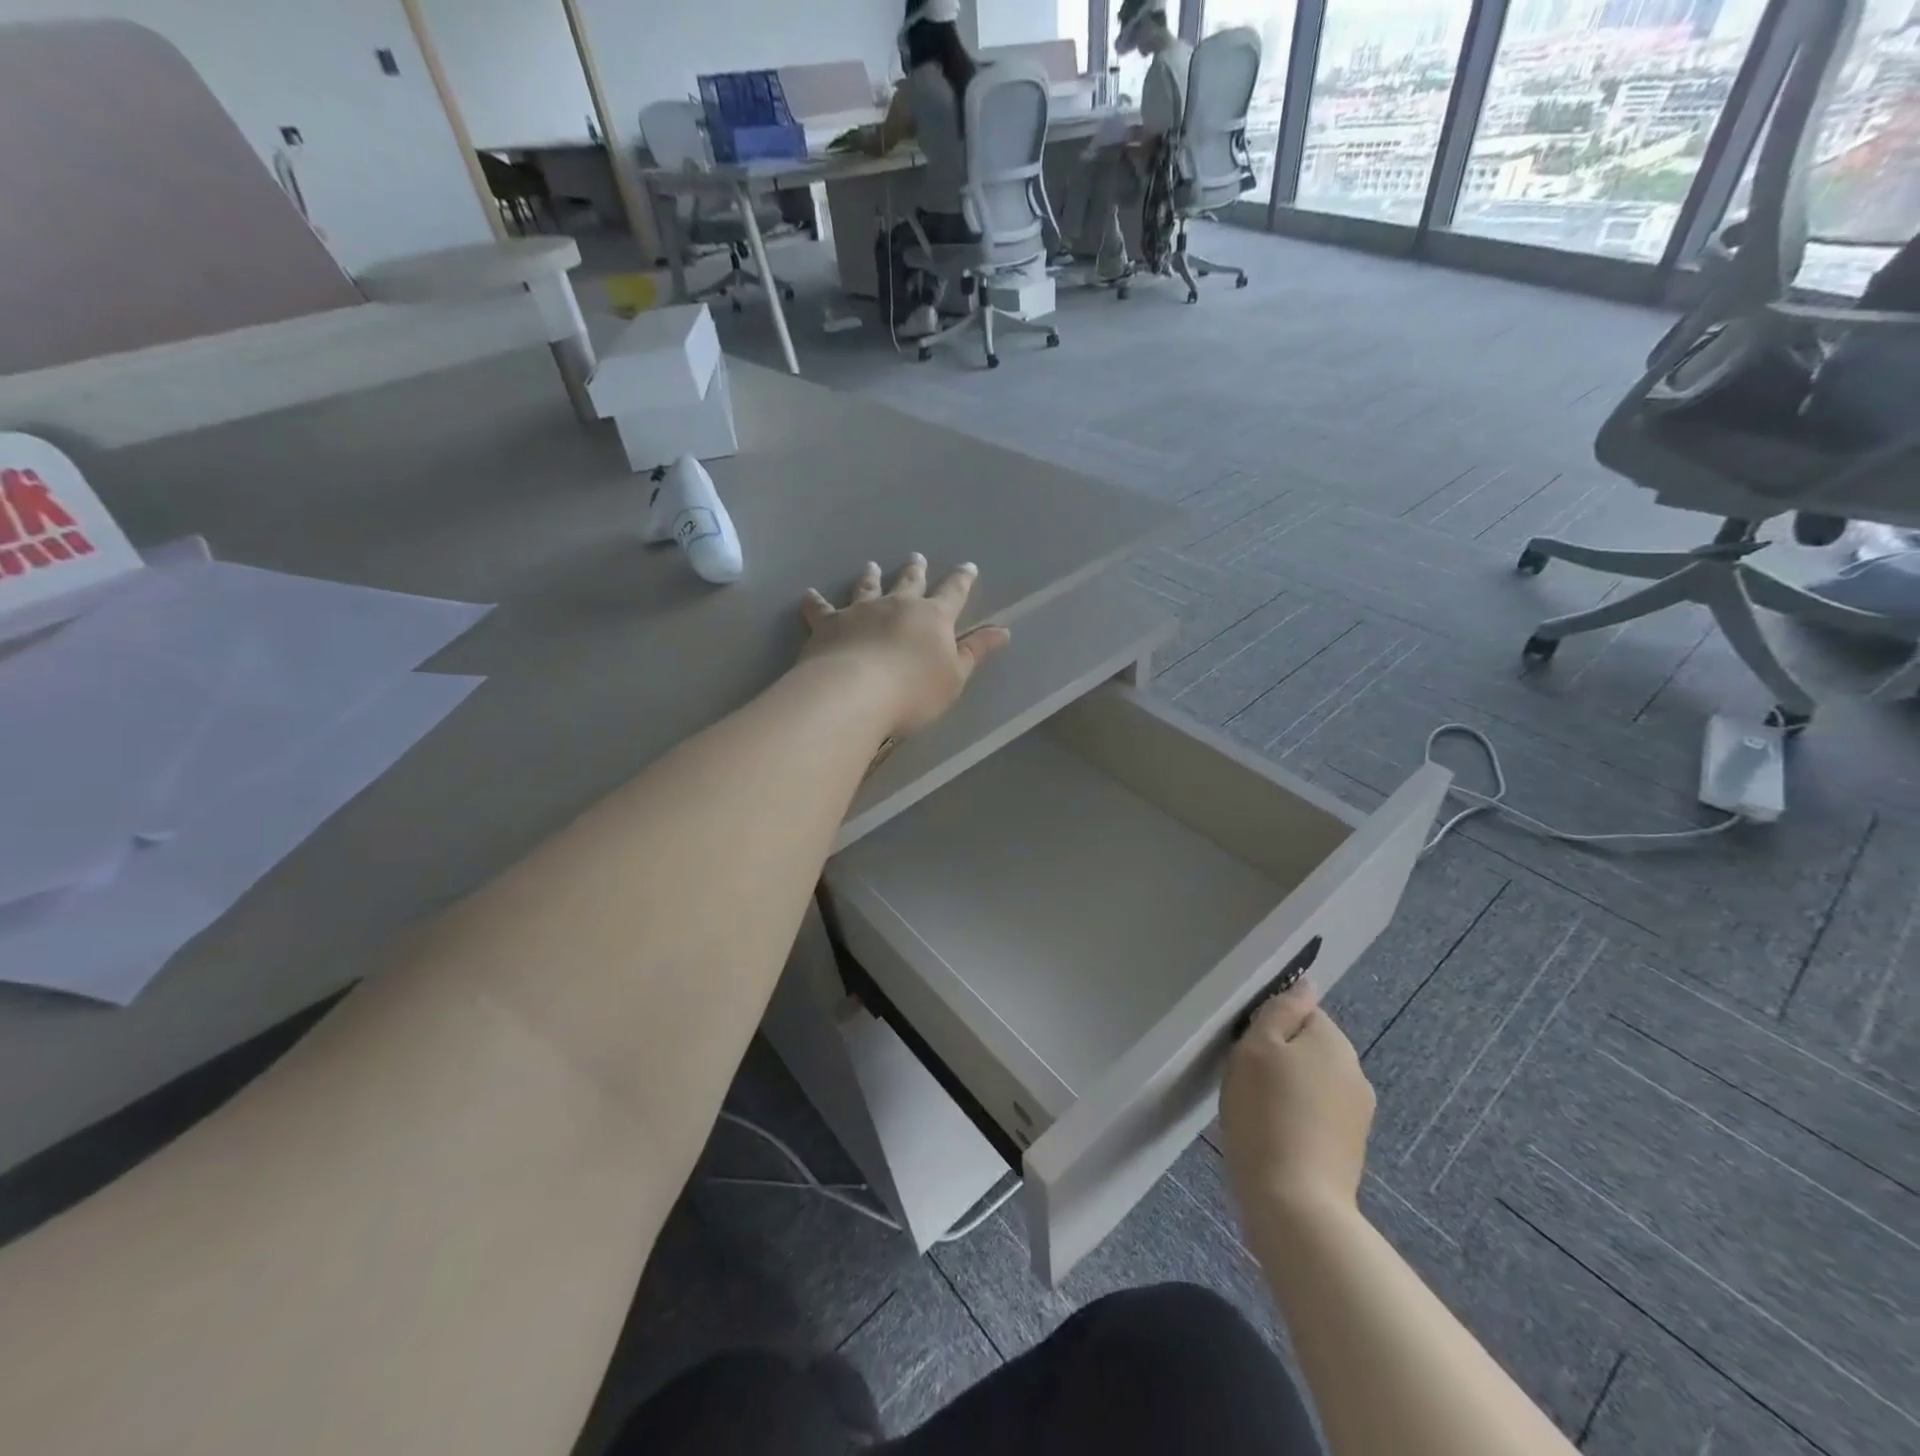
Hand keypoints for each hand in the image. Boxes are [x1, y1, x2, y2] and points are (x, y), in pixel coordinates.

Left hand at [799, 554, 1010, 736]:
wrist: (855, 693)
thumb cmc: (913, 691)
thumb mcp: (955, 676)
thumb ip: (975, 652)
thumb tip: (1003, 631)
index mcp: (932, 618)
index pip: (953, 593)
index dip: (962, 580)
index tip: (968, 566)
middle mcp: (897, 606)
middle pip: (909, 583)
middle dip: (915, 570)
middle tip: (916, 557)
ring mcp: (860, 612)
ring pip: (867, 588)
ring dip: (871, 577)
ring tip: (872, 566)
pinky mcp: (828, 624)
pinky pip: (819, 609)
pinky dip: (814, 601)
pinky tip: (808, 594)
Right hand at [1219, 982, 1374, 1227]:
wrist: (1294, 1203)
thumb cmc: (1265, 1113)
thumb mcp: (1256, 1047)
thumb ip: (1281, 1010)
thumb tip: (1307, 983)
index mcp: (1334, 1042)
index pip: (1302, 1011)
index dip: (1269, 1025)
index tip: (1246, 1047)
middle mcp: (1355, 1072)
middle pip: (1309, 1046)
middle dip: (1279, 1056)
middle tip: (1245, 1078)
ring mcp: (1357, 1114)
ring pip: (1312, 1081)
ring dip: (1287, 1087)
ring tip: (1256, 1110)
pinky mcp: (1350, 1148)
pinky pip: (1316, 1114)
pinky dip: (1295, 1117)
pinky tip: (1272, 1134)